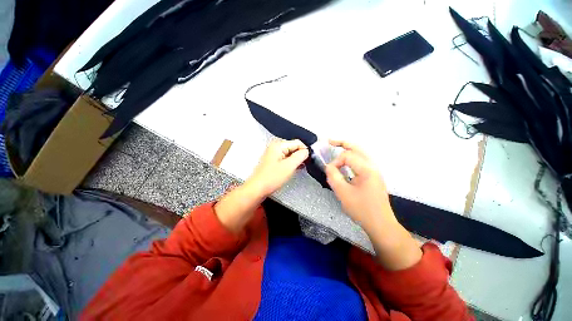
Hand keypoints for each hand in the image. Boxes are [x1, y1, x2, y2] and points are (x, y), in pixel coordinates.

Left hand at [215, 139, 307, 232]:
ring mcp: (273, 154)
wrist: (257, 188)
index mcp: (278, 145)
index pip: (297, 142)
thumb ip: (300, 156)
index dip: (304, 150)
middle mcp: (275, 147)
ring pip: (289, 153)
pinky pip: (285, 158)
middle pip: (293, 147)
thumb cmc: (272, 177)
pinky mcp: (272, 161)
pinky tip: (293, 169)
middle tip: (303, 165)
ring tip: (299, 168)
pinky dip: (290, 163)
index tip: (308, 160)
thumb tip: (306, 151)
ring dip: (295, 160)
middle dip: (299, 155)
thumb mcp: (290, 166)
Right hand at [324, 140, 394, 229]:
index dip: (335, 162)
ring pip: (361, 153)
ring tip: (336, 146)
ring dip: (348, 149)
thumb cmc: (361, 209)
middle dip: (343, 143)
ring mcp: (375, 171)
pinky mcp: (373, 176)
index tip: (329, 172)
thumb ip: (333, 177)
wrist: (380, 224)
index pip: (347, 157)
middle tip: (329, 141)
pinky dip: (352, 157)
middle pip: (357, 148)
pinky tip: (345, 161)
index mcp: (367, 169)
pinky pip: (362, 161)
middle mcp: (373, 166)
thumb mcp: (343, 193)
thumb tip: (329, 167)